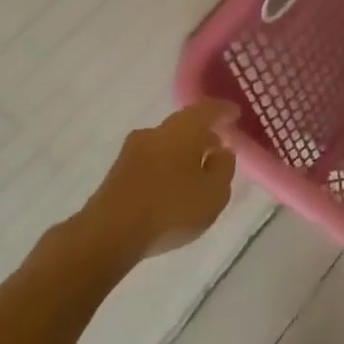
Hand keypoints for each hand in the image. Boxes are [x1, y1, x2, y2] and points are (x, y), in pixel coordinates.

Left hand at [88, 101, 237, 259]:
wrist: (109, 233)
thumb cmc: (172, 208)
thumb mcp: (214, 193)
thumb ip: (224, 168)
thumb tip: (221, 151)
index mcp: (183, 129)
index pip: (207, 110)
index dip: (223, 111)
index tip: (235, 113)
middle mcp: (156, 132)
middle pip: (184, 124)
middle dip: (203, 133)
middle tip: (218, 144)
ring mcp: (132, 150)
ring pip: (166, 142)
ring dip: (183, 150)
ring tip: (197, 167)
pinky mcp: (118, 171)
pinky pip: (151, 159)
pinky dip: (167, 164)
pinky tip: (173, 183)